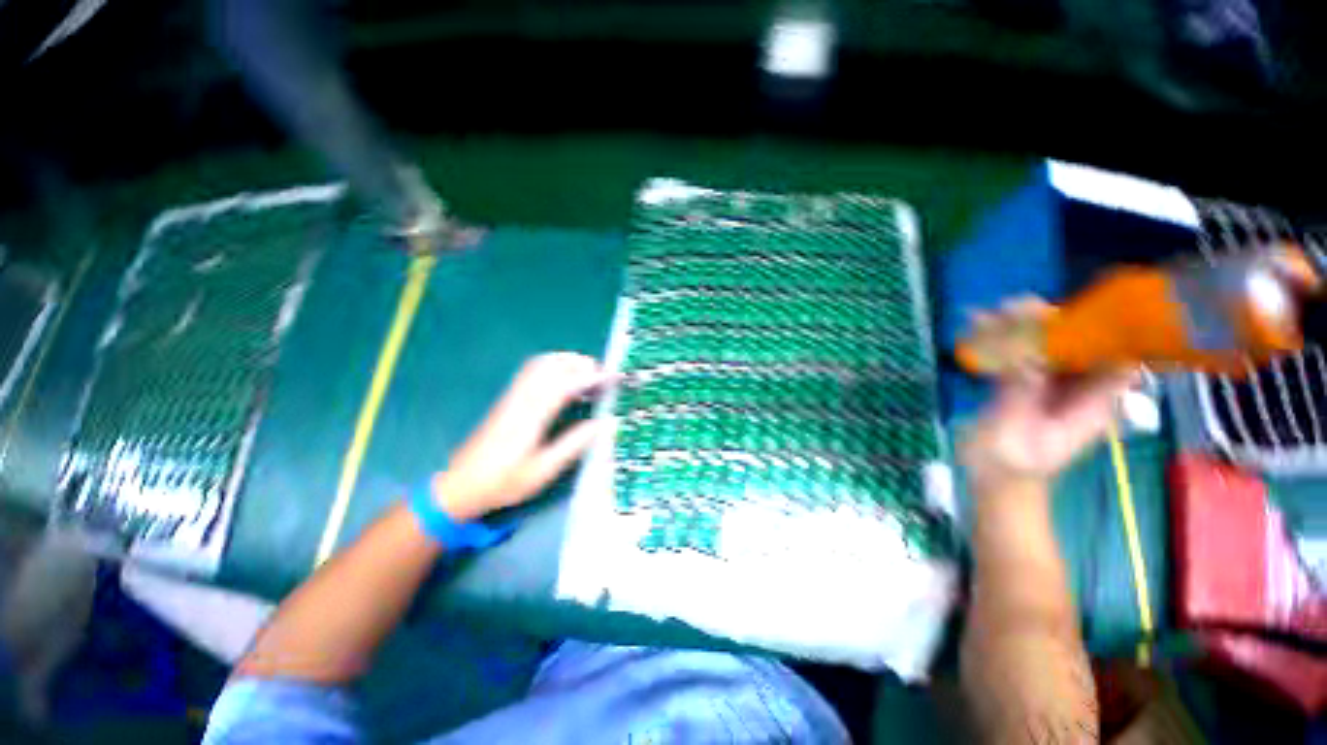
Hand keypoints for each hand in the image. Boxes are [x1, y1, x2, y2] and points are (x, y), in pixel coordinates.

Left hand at [432, 353, 614, 520]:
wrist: (460, 486)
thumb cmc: (504, 482)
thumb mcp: (543, 470)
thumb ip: (574, 444)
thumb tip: (604, 424)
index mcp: (532, 416)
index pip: (565, 384)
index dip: (591, 377)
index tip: (612, 377)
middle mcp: (522, 399)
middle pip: (551, 364)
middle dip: (580, 363)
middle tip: (602, 376)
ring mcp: (512, 396)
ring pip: (540, 363)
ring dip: (567, 361)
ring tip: (587, 374)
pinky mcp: (508, 399)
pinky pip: (532, 370)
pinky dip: (553, 366)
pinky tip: (564, 381)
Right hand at [960, 306, 1136, 494]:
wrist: (995, 484)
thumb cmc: (1007, 467)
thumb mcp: (1011, 431)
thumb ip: (1020, 391)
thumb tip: (1026, 350)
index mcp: (1093, 403)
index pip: (1115, 355)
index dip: (1100, 328)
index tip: (1062, 312)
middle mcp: (1081, 389)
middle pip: (1081, 342)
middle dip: (1052, 320)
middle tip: (1011, 307)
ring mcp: (1054, 385)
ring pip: (1051, 344)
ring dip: (1022, 325)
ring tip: (987, 313)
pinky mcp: (1028, 383)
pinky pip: (1023, 354)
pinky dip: (1003, 339)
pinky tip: (977, 326)